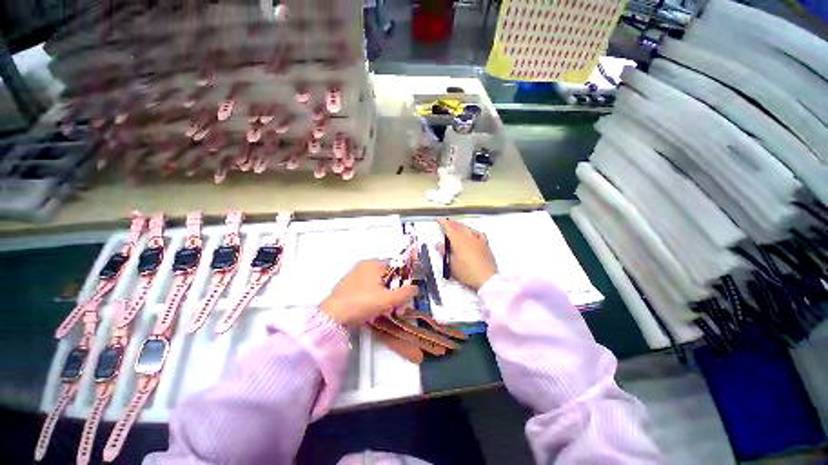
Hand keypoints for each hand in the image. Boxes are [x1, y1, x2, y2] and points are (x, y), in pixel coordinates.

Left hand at [321, 260, 418, 326]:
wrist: (332, 316)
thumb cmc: (362, 303)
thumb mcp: (388, 299)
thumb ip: (405, 293)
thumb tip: (415, 287)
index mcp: (374, 264)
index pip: (396, 267)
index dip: (403, 281)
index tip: (405, 295)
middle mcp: (364, 265)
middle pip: (387, 277)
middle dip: (394, 292)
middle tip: (396, 308)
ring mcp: (355, 275)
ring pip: (378, 284)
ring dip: (385, 297)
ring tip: (384, 312)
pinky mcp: (348, 285)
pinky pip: (367, 288)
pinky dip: (374, 297)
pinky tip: (372, 310)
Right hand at [437, 218, 497, 290]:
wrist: (487, 279)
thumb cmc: (466, 273)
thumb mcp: (451, 265)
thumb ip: (444, 252)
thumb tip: (438, 243)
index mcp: (458, 241)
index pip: (449, 228)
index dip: (443, 222)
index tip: (438, 219)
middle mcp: (468, 237)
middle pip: (459, 226)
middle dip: (451, 223)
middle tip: (446, 223)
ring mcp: (478, 240)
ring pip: (468, 228)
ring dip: (461, 226)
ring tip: (456, 227)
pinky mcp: (485, 244)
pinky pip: (478, 233)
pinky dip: (472, 231)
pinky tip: (472, 233)